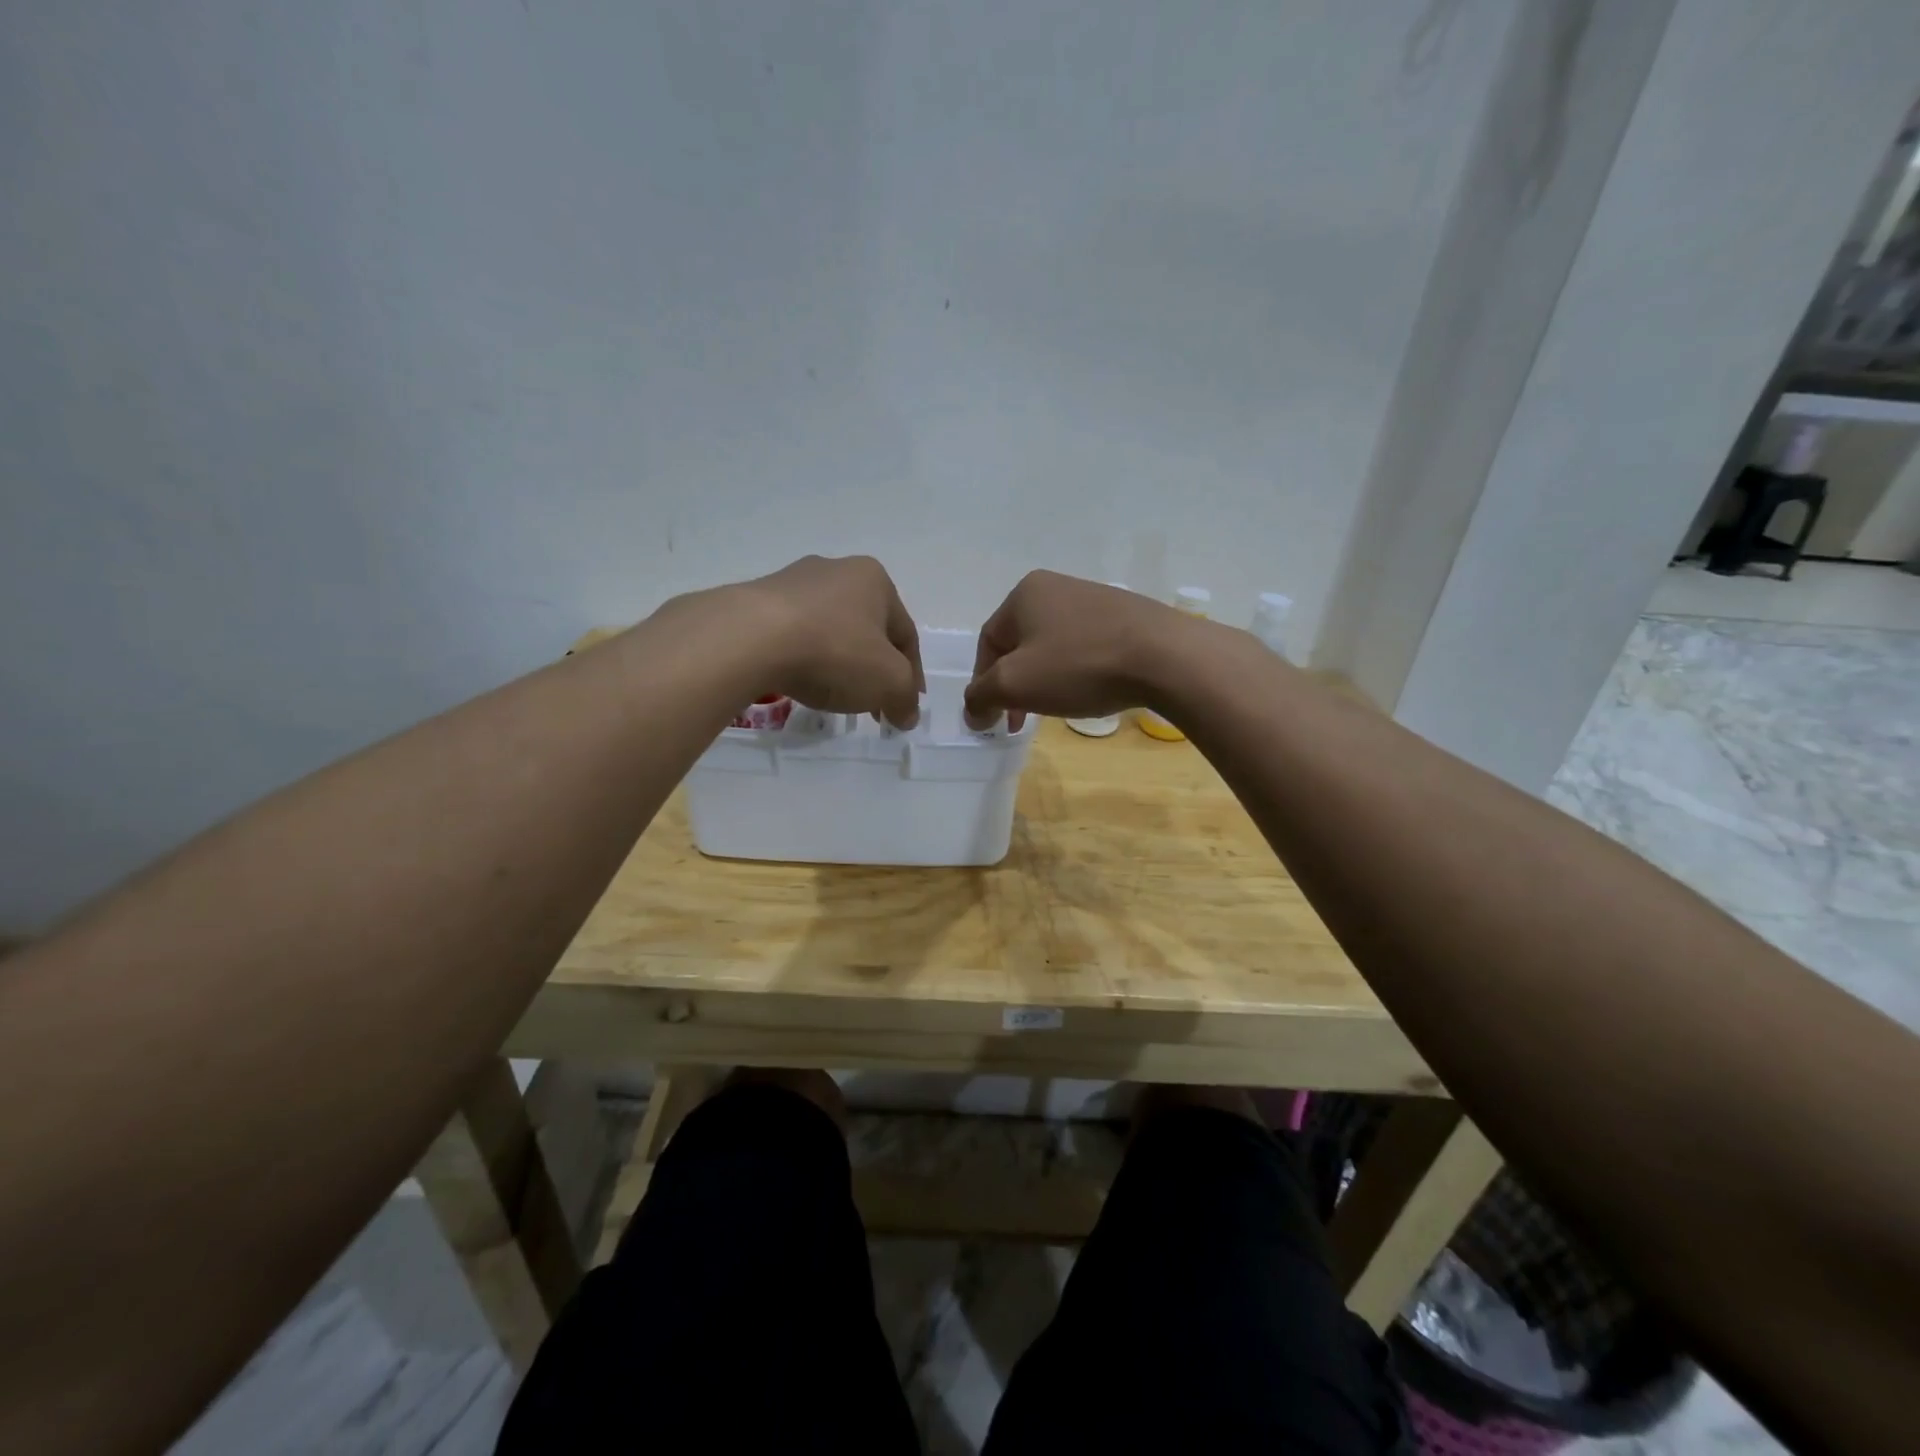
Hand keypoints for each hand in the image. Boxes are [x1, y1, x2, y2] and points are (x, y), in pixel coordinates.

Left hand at [736, 555, 923, 726]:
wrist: (750, 638)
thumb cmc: (834, 651)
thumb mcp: (888, 682)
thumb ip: (905, 698)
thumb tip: (907, 714)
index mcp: (874, 579)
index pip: (905, 635)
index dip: (911, 675)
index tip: (905, 707)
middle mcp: (836, 570)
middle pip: (867, 630)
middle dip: (874, 669)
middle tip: (873, 705)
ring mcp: (793, 582)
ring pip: (830, 630)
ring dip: (839, 662)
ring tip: (834, 695)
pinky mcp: (758, 600)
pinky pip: (794, 634)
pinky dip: (805, 658)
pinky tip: (800, 680)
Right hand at [963, 570, 1196, 730]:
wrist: (1165, 657)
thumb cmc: (1078, 666)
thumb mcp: (1015, 684)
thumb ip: (981, 697)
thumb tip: (972, 712)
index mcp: (1025, 593)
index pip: (988, 642)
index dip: (983, 683)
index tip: (994, 718)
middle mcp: (1057, 586)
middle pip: (1020, 644)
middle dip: (1016, 683)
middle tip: (1021, 718)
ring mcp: (1095, 599)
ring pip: (1053, 646)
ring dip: (1046, 679)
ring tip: (1057, 706)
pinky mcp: (1126, 616)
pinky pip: (1085, 646)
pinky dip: (1078, 671)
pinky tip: (1091, 690)